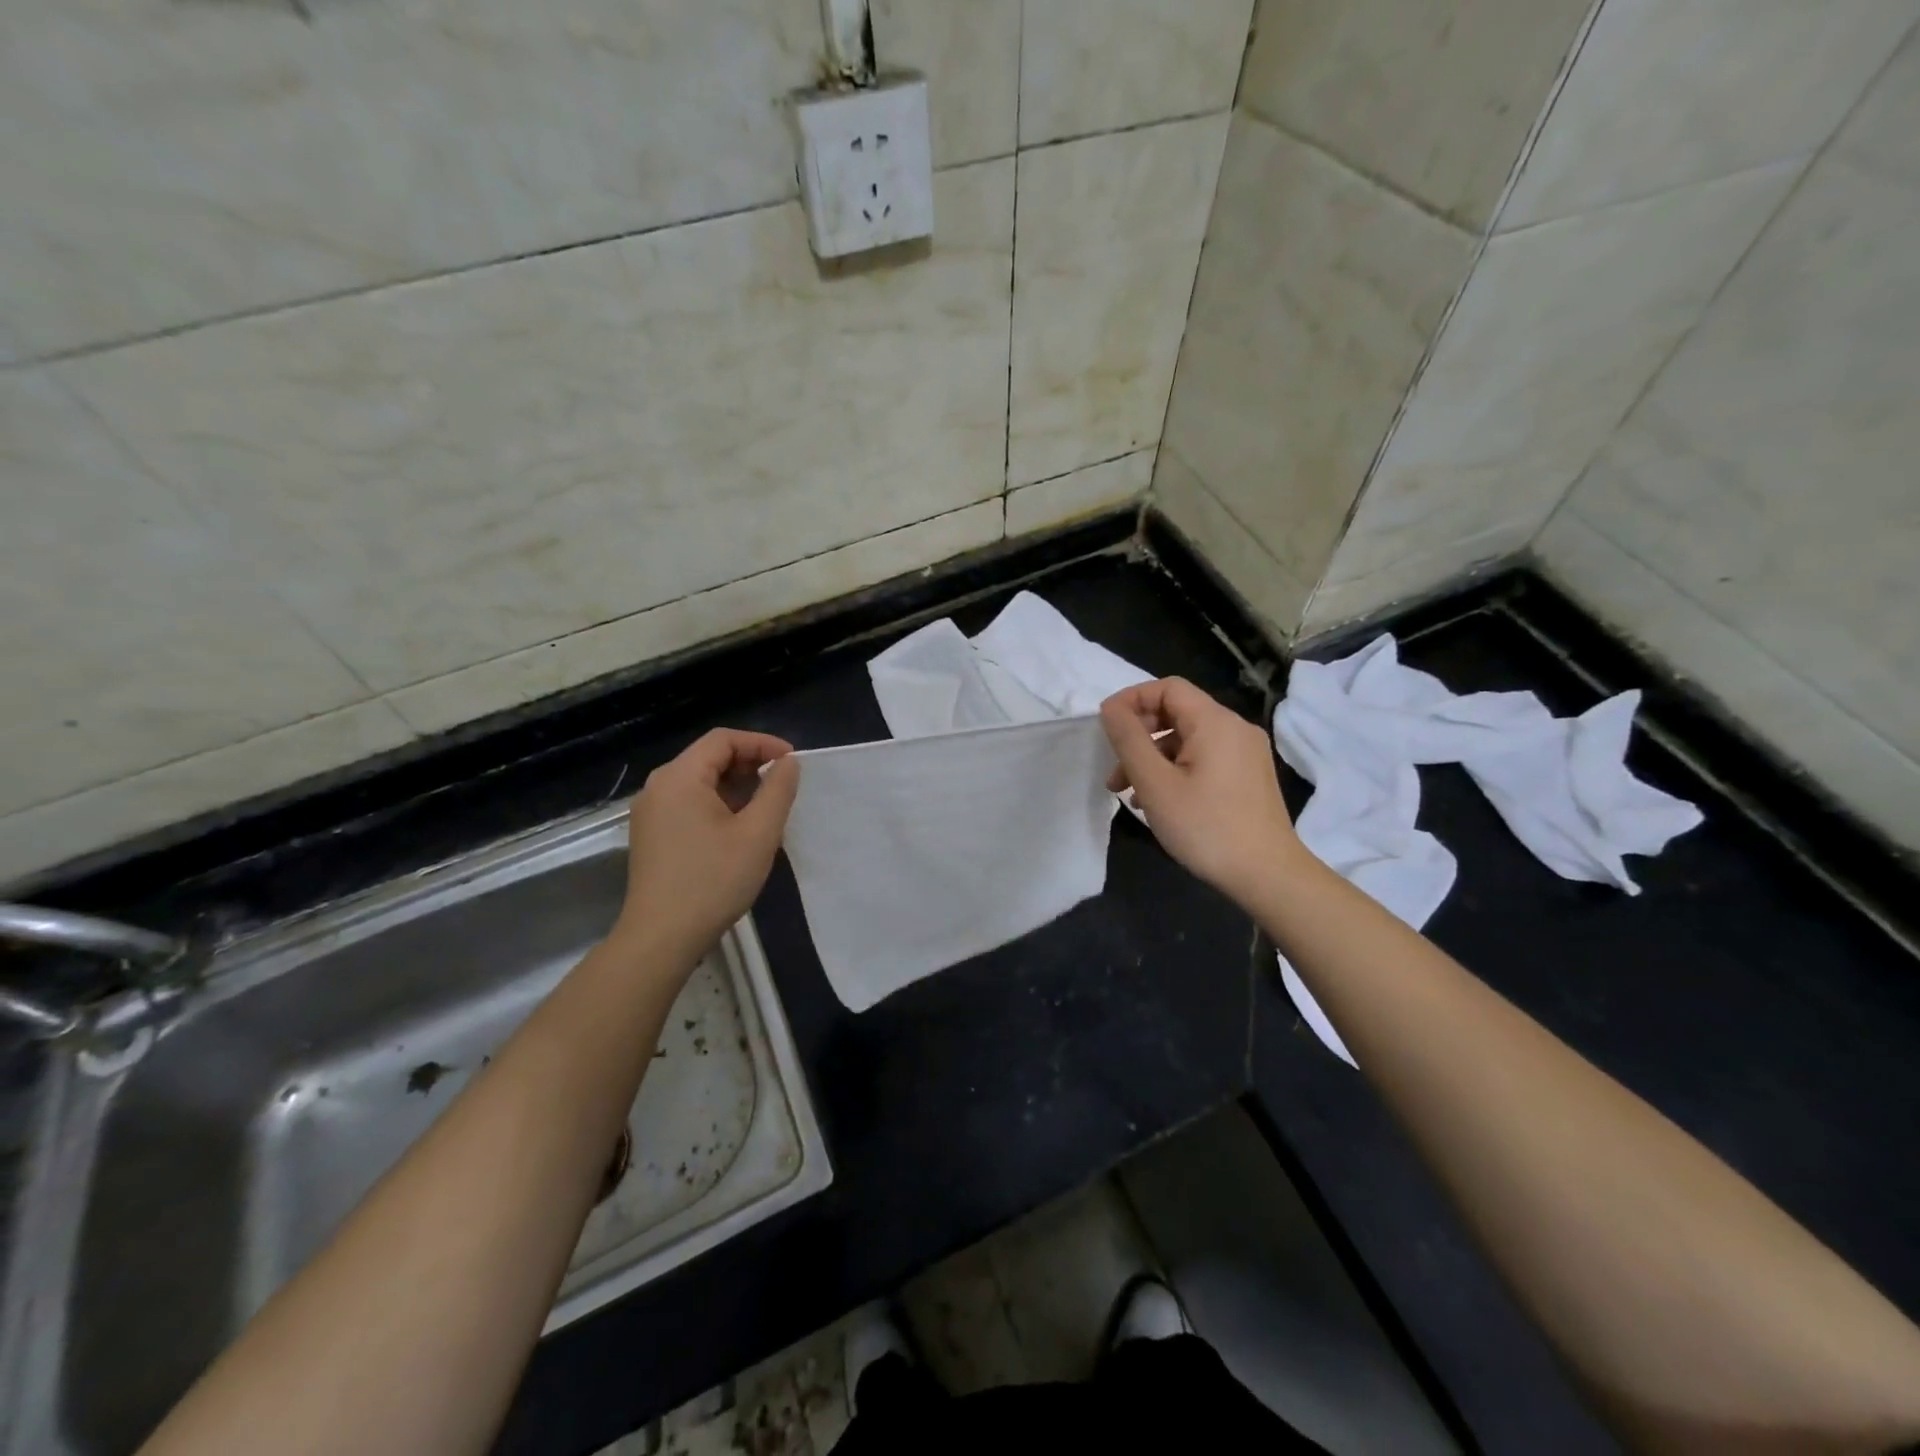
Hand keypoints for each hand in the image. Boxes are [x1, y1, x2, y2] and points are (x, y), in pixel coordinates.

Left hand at [616, 729, 800, 960]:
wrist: (661, 938)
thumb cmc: (713, 880)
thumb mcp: (758, 833)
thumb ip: (777, 790)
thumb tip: (787, 763)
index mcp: (679, 777)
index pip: (723, 739)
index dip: (761, 743)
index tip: (792, 762)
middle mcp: (658, 787)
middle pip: (709, 757)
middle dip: (750, 764)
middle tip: (783, 784)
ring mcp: (651, 813)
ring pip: (700, 782)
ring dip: (736, 786)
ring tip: (767, 807)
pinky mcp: (652, 835)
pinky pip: (689, 804)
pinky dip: (719, 804)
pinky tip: (740, 828)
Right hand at [1101, 678, 1303, 907]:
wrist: (1268, 875)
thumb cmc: (1206, 827)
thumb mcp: (1155, 784)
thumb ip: (1129, 740)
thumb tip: (1110, 708)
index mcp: (1215, 722)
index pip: (1167, 688)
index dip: (1132, 700)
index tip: (1106, 728)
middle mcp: (1235, 728)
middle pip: (1177, 713)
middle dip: (1139, 736)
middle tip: (1114, 771)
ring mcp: (1246, 753)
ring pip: (1188, 739)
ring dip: (1153, 758)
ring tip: (1129, 794)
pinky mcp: (1249, 776)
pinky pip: (1204, 758)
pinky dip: (1175, 770)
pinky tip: (1159, 802)